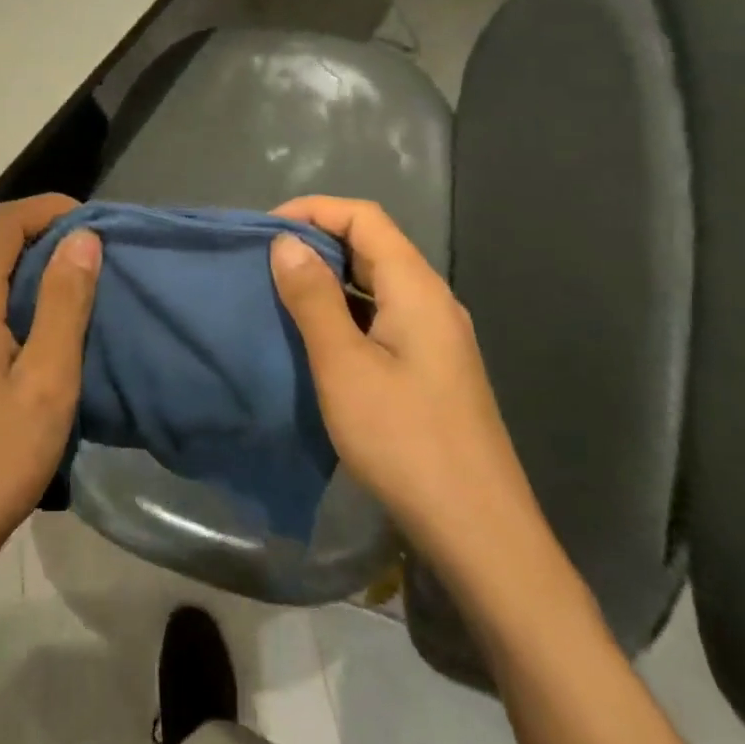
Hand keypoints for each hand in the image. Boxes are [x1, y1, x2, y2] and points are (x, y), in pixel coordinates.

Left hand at [0, 194, 101, 586]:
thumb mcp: (46, 382)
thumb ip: (64, 302)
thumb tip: (81, 238)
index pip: (4, 222)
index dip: (48, 210)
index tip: (90, 226)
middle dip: (40, 247)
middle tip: (88, 275)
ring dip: (18, 282)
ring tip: (60, 314)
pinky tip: (17, 353)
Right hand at [269, 197, 544, 589]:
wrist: (480, 533)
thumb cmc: (405, 441)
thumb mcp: (344, 365)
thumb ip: (314, 298)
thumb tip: (286, 242)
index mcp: (416, 288)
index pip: (364, 217)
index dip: (313, 210)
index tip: (265, 229)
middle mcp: (432, 300)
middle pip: (373, 245)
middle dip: (318, 241)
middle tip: (265, 260)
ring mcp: (437, 336)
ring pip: (377, 282)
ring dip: (331, 277)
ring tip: (281, 292)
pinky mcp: (433, 367)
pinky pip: (383, 315)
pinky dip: (346, 310)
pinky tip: (317, 336)